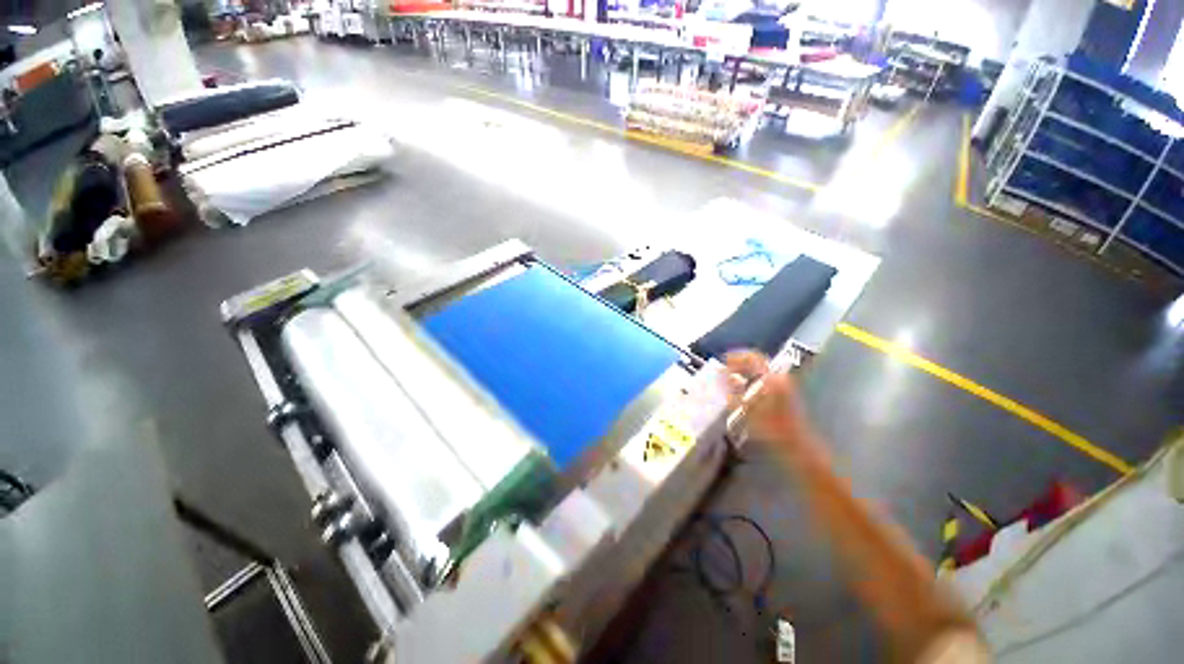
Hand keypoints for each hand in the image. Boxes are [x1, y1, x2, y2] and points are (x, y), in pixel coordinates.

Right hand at [722, 351, 820, 462]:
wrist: (794, 443)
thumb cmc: (769, 427)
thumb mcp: (745, 408)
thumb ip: (733, 388)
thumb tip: (724, 374)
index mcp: (769, 378)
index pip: (751, 358)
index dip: (735, 356)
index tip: (723, 359)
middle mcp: (778, 377)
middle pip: (757, 360)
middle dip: (740, 361)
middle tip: (726, 366)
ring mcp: (784, 383)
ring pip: (762, 368)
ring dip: (746, 369)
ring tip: (731, 375)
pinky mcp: (785, 391)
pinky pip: (765, 375)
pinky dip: (753, 376)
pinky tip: (743, 384)